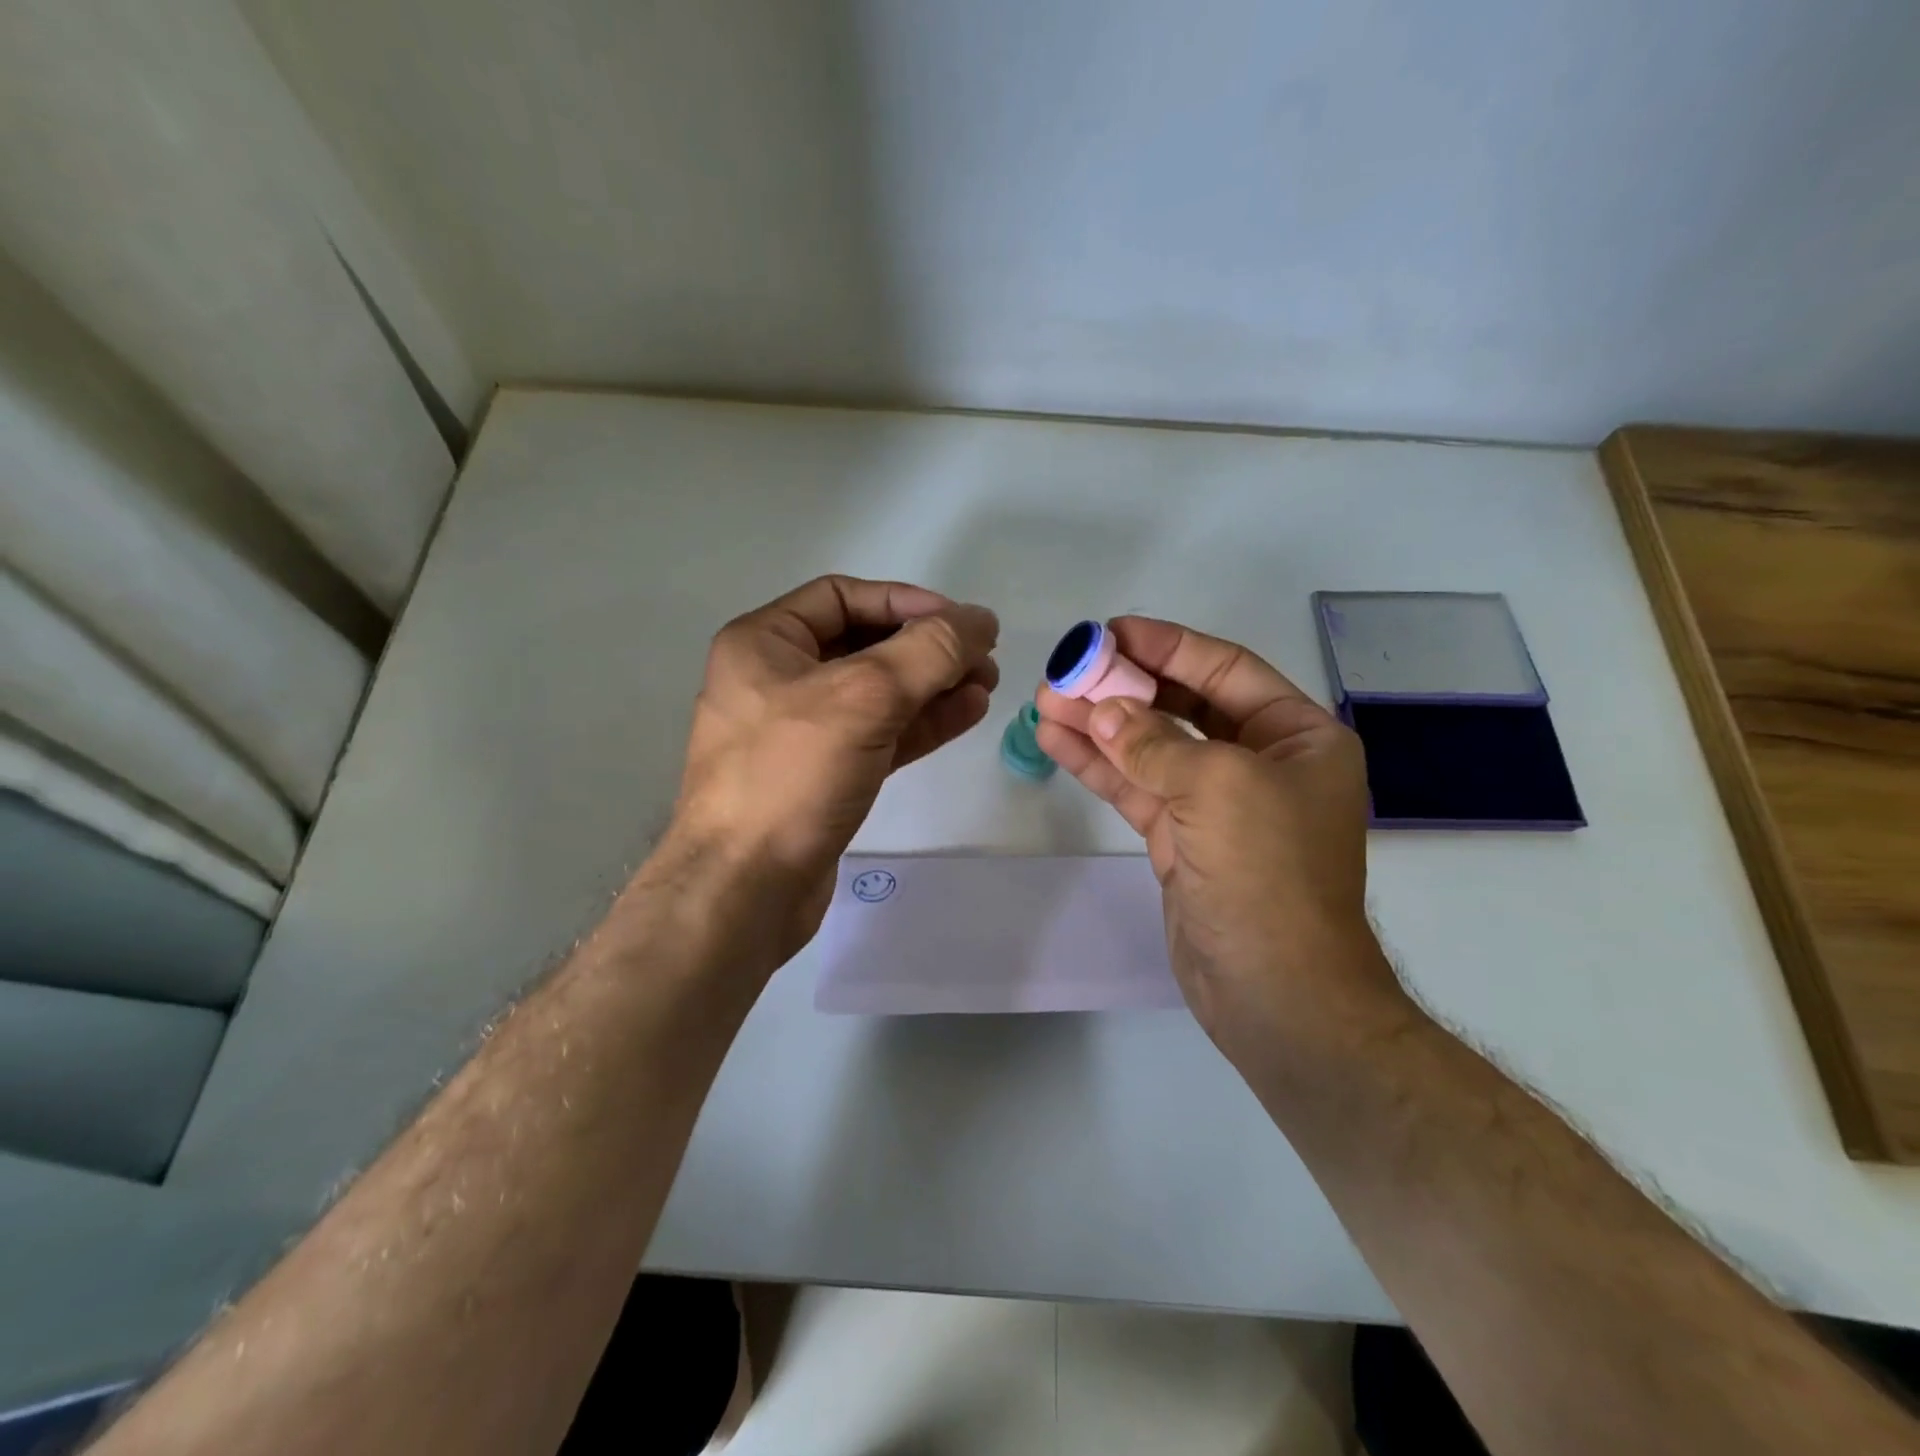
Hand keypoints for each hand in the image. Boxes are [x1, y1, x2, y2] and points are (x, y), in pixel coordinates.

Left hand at [671, 575, 998, 955]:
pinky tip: (966, 714)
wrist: (745, 889)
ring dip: (933, 686)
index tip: (962, 622)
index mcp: (764, 643)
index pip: (843, 597)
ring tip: (987, 686)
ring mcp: (799, 732)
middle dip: (927, 649)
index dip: (906, 602)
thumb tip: (980, 620)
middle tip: (984, 659)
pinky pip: (878, 734)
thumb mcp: (864, 697)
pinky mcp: (823, 776)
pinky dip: (921, 723)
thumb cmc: (791, 775)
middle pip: (865, 644)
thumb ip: (929, 651)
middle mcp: (777, 679)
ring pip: (878, 694)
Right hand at [1035, 617, 1404, 1061]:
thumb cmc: (1268, 873)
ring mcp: (1217, 805)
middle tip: (1067, 670)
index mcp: (1297, 737)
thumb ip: (1155, 743)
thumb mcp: (1218, 787)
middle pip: (1182, 706)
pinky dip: (1099, 766)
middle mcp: (1260, 763)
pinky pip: (1137, 789)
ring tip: (1045, 702)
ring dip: (1100, 725)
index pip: (1224, 671)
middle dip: (1124, 688)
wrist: (1276, 992)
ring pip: (1151, 749)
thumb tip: (1104, 710)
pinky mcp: (1181, 841)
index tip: (1110, 632)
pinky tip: (1057, 742)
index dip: (1166, 646)